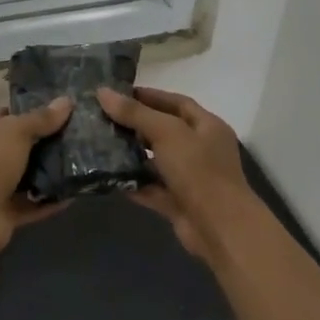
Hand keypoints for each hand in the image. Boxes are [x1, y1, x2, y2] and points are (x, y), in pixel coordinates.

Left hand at [0, 98, 73, 251]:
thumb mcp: (14, 132)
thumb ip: (40, 118)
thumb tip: (67, 100)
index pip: (1, 115)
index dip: (26, 111)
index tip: (56, 112)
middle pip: (13, 146)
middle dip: (41, 143)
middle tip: (72, 137)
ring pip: (22, 177)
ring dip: (46, 173)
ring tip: (76, 163)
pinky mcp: (1, 214)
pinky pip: (29, 204)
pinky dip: (47, 201)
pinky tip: (70, 194)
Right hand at [96, 86, 257, 263]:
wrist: (219, 227)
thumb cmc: (198, 171)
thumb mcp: (167, 133)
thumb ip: (135, 113)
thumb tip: (103, 92)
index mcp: (207, 126)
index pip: (177, 103)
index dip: (149, 96)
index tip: (118, 94)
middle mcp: (201, 149)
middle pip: (165, 131)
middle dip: (136, 125)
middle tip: (103, 119)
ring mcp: (190, 178)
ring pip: (157, 161)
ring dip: (132, 155)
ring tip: (100, 145)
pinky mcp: (178, 202)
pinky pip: (152, 188)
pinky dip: (133, 183)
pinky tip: (108, 177)